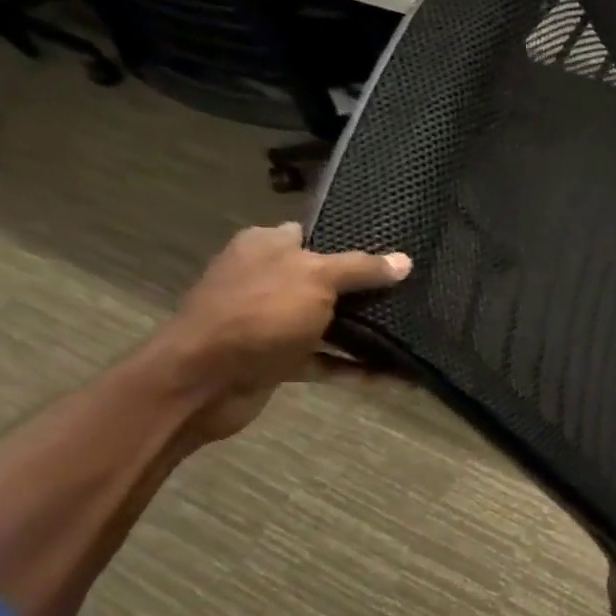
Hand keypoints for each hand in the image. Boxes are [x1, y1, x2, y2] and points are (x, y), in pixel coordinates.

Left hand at [153, 222, 411, 441]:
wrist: (204, 381)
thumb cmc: (259, 314)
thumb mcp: (316, 279)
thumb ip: (361, 269)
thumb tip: (404, 260)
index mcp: (266, 247)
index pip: (313, 235)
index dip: (351, 242)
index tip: (391, 254)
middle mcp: (266, 280)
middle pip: (326, 281)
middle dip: (365, 291)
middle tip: (411, 294)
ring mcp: (270, 322)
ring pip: (328, 323)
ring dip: (364, 333)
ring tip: (411, 335)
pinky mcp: (278, 360)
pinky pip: (326, 361)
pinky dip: (355, 369)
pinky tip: (394, 376)